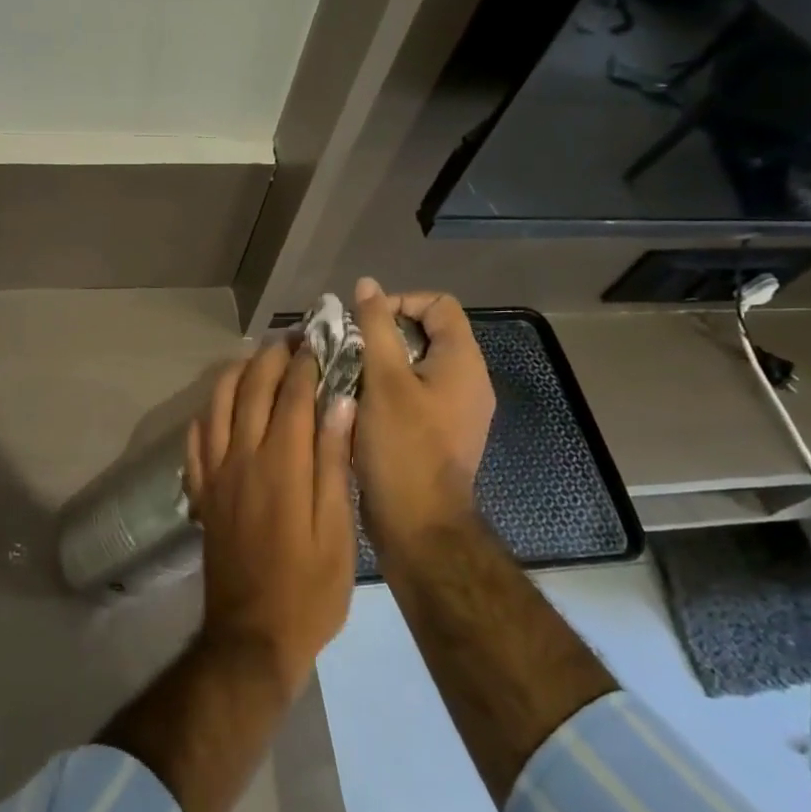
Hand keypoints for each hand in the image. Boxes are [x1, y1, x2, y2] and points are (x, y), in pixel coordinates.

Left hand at [183, 337, 356, 697]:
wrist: (251, 636)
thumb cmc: (309, 590)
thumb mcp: (338, 532)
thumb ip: (334, 463)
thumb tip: (341, 402)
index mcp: (282, 465)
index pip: (293, 395)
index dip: (306, 363)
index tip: (319, 340)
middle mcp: (242, 458)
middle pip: (252, 389)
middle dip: (272, 357)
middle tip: (291, 338)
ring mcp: (215, 474)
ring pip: (218, 405)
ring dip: (237, 374)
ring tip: (256, 359)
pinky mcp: (201, 493)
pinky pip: (196, 439)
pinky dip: (208, 412)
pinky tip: (219, 406)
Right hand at [351, 277, 495, 548]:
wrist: (419, 526)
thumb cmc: (402, 448)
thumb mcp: (383, 380)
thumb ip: (374, 328)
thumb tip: (367, 285)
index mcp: (462, 362)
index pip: (438, 305)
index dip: (399, 303)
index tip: (362, 324)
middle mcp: (466, 382)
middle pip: (425, 335)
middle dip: (382, 335)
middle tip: (345, 349)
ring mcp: (454, 411)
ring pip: (415, 367)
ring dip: (378, 364)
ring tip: (343, 375)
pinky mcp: (438, 435)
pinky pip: (412, 396)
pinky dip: (384, 391)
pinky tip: (354, 405)